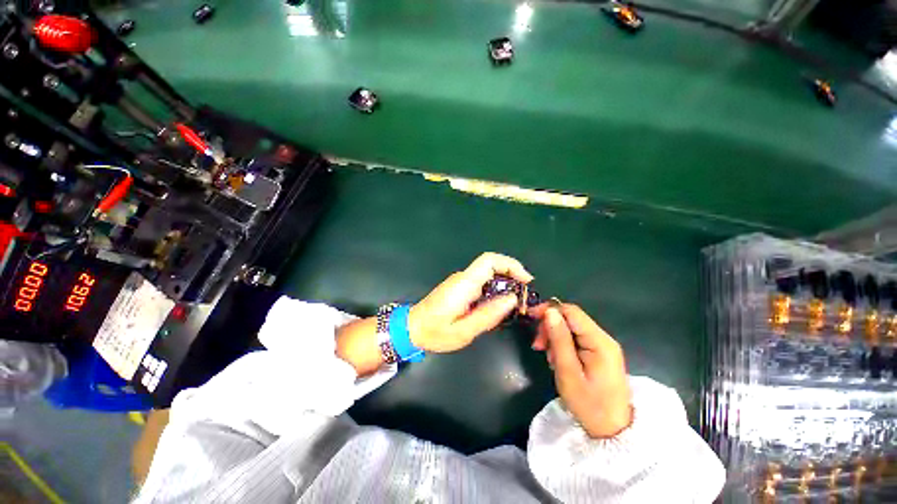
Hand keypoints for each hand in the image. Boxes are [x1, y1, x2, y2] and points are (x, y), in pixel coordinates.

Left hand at [409, 252, 532, 352]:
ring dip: (505, 286)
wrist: (412, 328)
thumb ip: (489, 314)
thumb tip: (512, 299)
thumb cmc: (435, 332)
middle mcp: (463, 278)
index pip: (489, 261)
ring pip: (489, 275)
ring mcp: (461, 282)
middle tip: (523, 298)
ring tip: (514, 306)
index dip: (510, 265)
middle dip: (512, 277)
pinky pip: (482, 283)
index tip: (526, 280)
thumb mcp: (464, 331)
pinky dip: (495, 291)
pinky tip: (498, 308)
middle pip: (492, 266)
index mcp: (464, 284)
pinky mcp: (460, 288)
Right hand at [530, 303, 631, 437]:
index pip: (571, 311)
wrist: (612, 431)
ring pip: (571, 328)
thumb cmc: (589, 405)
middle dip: (550, 327)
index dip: (549, 309)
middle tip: (538, 346)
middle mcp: (603, 338)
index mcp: (599, 342)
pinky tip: (557, 359)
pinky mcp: (599, 353)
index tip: (530, 317)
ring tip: (549, 357)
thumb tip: (549, 311)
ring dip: (555, 337)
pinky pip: (576, 339)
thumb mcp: (568, 372)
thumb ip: (559, 339)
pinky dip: (562, 345)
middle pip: (570, 318)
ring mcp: (602, 346)